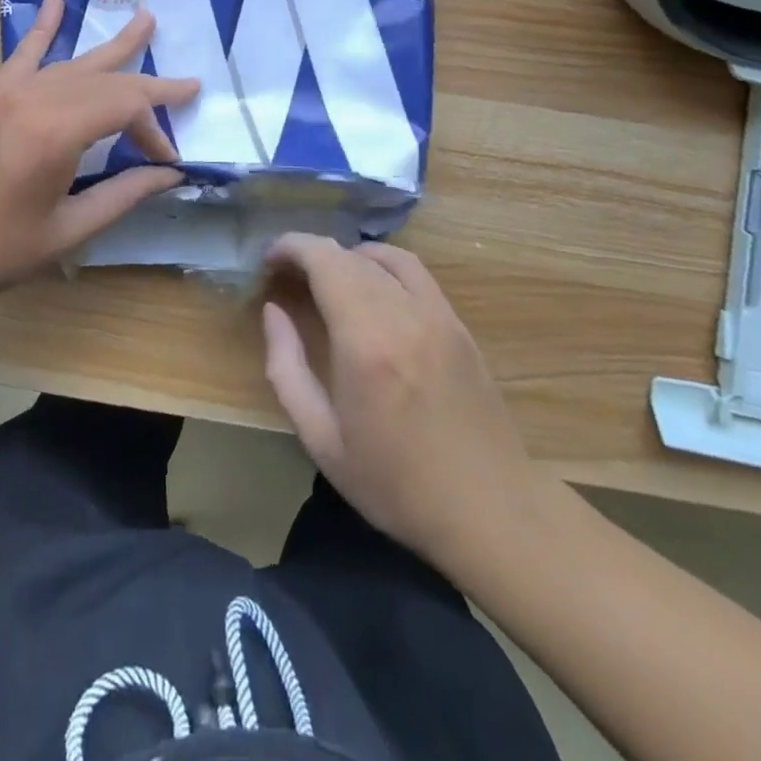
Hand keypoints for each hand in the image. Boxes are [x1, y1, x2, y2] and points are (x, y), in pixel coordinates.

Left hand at [0, 0, 198, 306]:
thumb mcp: (66, 231)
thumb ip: (123, 195)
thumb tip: (169, 174)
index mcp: (55, 133)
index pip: (125, 108)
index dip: (154, 130)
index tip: (165, 162)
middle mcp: (33, 98)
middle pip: (106, 80)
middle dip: (150, 86)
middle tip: (189, 84)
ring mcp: (7, 91)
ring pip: (73, 63)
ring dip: (113, 48)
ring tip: (146, 20)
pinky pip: (24, 53)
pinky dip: (44, 27)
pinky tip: (56, 0)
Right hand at [260, 235, 551, 575]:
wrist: (492, 513)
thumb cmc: (396, 484)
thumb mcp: (321, 440)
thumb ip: (287, 368)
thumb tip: (273, 311)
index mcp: (366, 341)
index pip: (324, 261)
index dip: (292, 247)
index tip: (268, 259)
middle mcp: (404, 314)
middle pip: (351, 255)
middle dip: (312, 253)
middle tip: (286, 272)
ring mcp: (438, 316)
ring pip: (387, 257)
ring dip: (349, 255)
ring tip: (326, 277)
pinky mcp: (459, 326)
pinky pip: (417, 274)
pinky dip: (384, 266)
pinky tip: (372, 290)